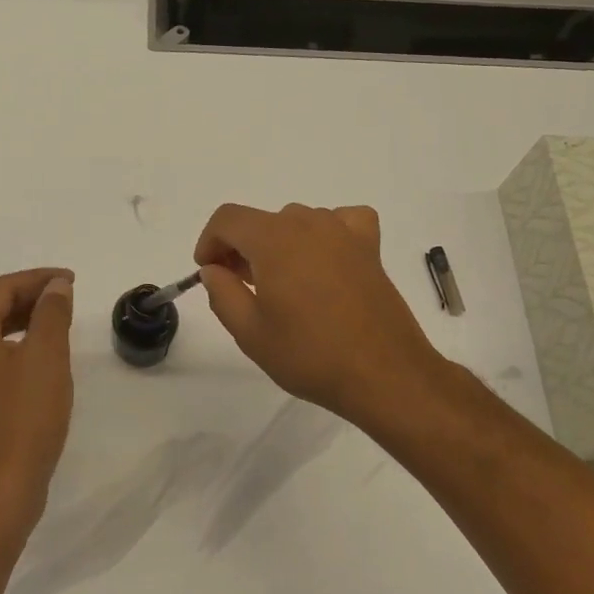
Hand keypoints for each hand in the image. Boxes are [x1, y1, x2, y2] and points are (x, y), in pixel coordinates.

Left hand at [0, 268, 74, 524]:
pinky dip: (18, 344)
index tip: (71, 280)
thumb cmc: (24, 415)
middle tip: (68, 297)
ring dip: (26, 319)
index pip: (1, 289)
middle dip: (32, 296)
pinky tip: (42, 353)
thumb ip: (51, 312)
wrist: (1, 486)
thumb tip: (56, 285)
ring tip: (60, 319)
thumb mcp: (46, 355)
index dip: (38, 279)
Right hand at [194, 204, 445, 423]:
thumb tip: (213, 270)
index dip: (209, 241)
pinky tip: (324, 258)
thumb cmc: (310, 355)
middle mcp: (307, 223)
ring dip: (278, 244)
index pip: (227, 219)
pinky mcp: (369, 247)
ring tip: (281, 283)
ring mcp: (343, 232)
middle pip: (261, 221)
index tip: (208, 272)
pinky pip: (341, 221)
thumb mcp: (250, 332)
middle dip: (241, 248)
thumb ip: (222, 293)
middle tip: (239, 286)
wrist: (384, 375)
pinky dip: (326, 233)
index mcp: (273, 239)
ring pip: (296, 222)